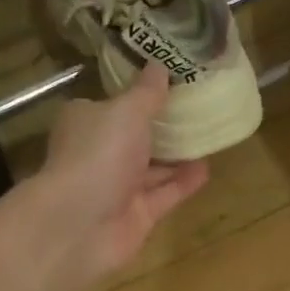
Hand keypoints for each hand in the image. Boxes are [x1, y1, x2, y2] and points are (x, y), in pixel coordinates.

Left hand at [27, 63, 208, 290]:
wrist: (79, 225)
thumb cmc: (97, 154)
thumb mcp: (126, 111)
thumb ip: (146, 92)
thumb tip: (159, 65)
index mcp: (86, 122)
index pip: (112, 104)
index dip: (138, 94)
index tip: (169, 83)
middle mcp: (99, 154)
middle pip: (134, 137)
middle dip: (162, 127)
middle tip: (199, 108)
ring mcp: (117, 188)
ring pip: (151, 169)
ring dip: (177, 156)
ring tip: (210, 136)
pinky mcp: (136, 216)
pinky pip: (164, 195)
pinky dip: (183, 183)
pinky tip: (207, 169)